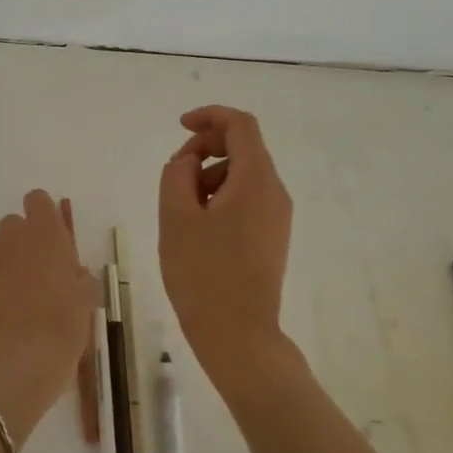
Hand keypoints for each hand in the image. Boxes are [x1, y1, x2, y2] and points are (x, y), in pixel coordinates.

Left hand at [0, 192, 96, 439]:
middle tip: (34, 276)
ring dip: (2, 264)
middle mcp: (12, 234)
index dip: (43, 217)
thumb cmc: (64, 325)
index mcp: (46, 231)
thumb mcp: (86, 298)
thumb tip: (71, 273)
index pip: (37, 200)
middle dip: (22, 243)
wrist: (21, 358)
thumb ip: (78, 276)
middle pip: (13, 225)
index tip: (50, 241)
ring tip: (12, 299)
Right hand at [157, 106, 292, 382]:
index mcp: (256, 180)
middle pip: (244, 147)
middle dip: (206, 148)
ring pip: (243, 175)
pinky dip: (221, 196)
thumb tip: (190, 161)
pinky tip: (198, 227)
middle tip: (175, 173)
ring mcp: (277, 216)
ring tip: (182, 209)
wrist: (238, 335)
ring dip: (210, 176)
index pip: (241, 125)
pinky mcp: (272, 237)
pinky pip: (247, 198)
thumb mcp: (176, 216)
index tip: (180, 127)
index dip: (210, 116)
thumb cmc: (202, 273)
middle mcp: (275, 192)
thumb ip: (177, 173)